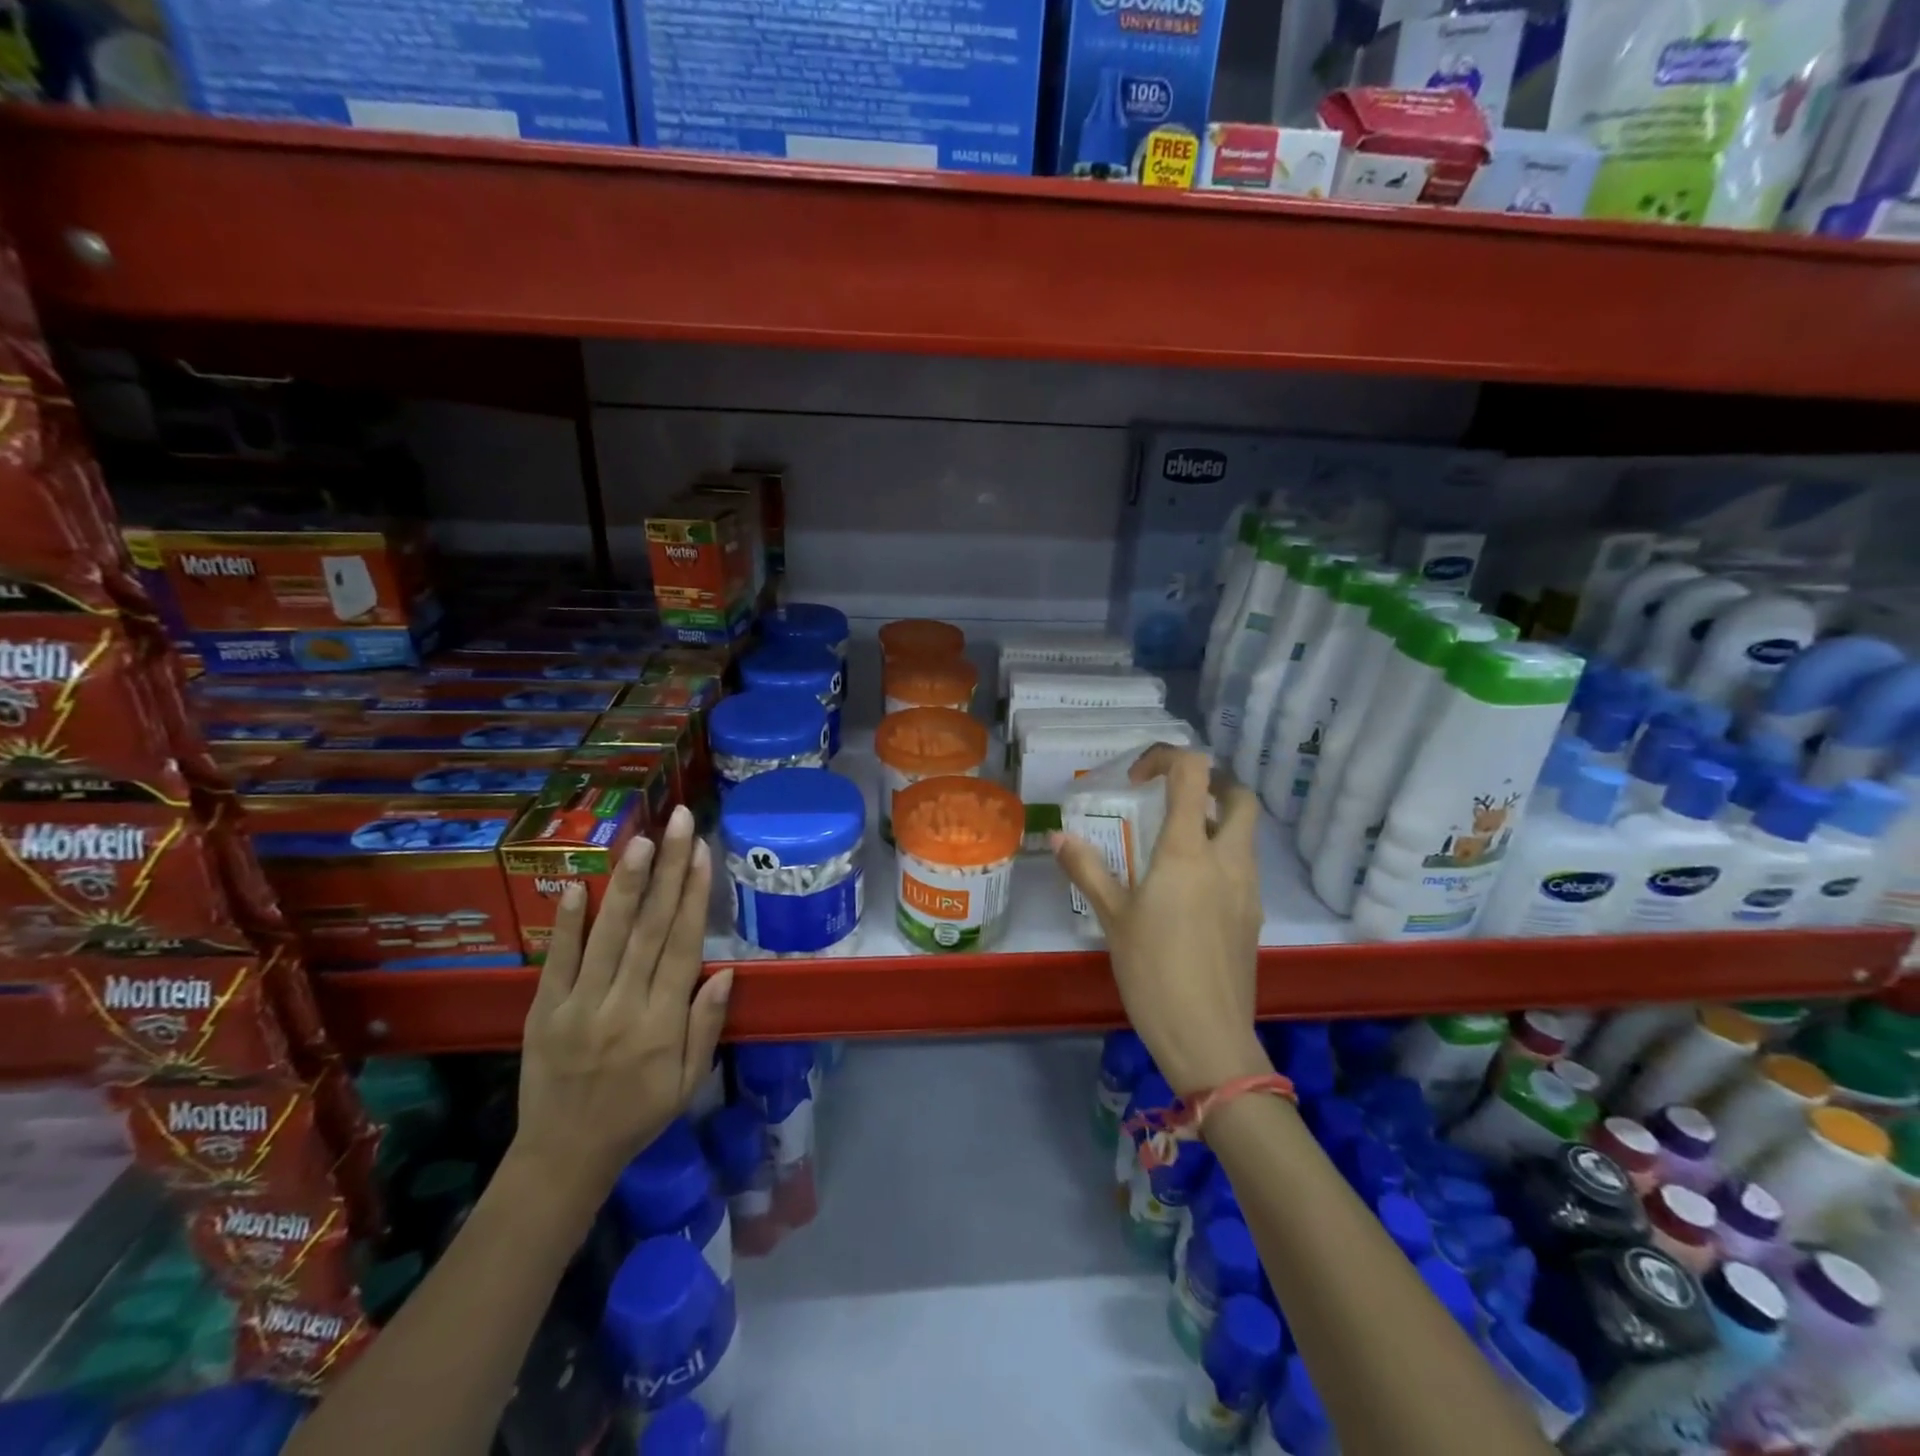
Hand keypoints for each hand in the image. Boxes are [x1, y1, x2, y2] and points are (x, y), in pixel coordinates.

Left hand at [511, 804, 730, 1210]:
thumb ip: (707, 1025)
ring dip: (626, 883)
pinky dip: (565, 923)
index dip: (694, 895)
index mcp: (662, 1021)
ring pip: (608, 934)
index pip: (683, 944)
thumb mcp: (690, 1081)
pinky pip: (556, 961)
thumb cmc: (639, 1114)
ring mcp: (578, 1005)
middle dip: (668, 869)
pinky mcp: (542, 1011)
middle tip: (678, 823)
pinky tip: (574, 885)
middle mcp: (623, 1004)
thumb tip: (726, 970)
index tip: (702, 852)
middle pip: (650, 926)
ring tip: (641, 840)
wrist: (564, 1156)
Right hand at [1053, 745, 1269, 1094]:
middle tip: (1173, 798)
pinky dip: (1221, 857)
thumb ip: (1087, 870)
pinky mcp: (1254, 916)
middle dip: (1211, 783)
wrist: (1209, 1038)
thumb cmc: (1154, 972)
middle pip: (1239, 796)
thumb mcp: (1112, 918)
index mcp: (1189, 851)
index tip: (1138, 780)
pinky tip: (1189, 890)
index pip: (1194, 773)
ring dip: (1216, 821)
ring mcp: (1248, 889)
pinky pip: (1243, 867)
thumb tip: (1057, 836)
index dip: (1167, 758)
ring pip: (1245, 833)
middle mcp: (1228, 860)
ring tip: (1174, 844)